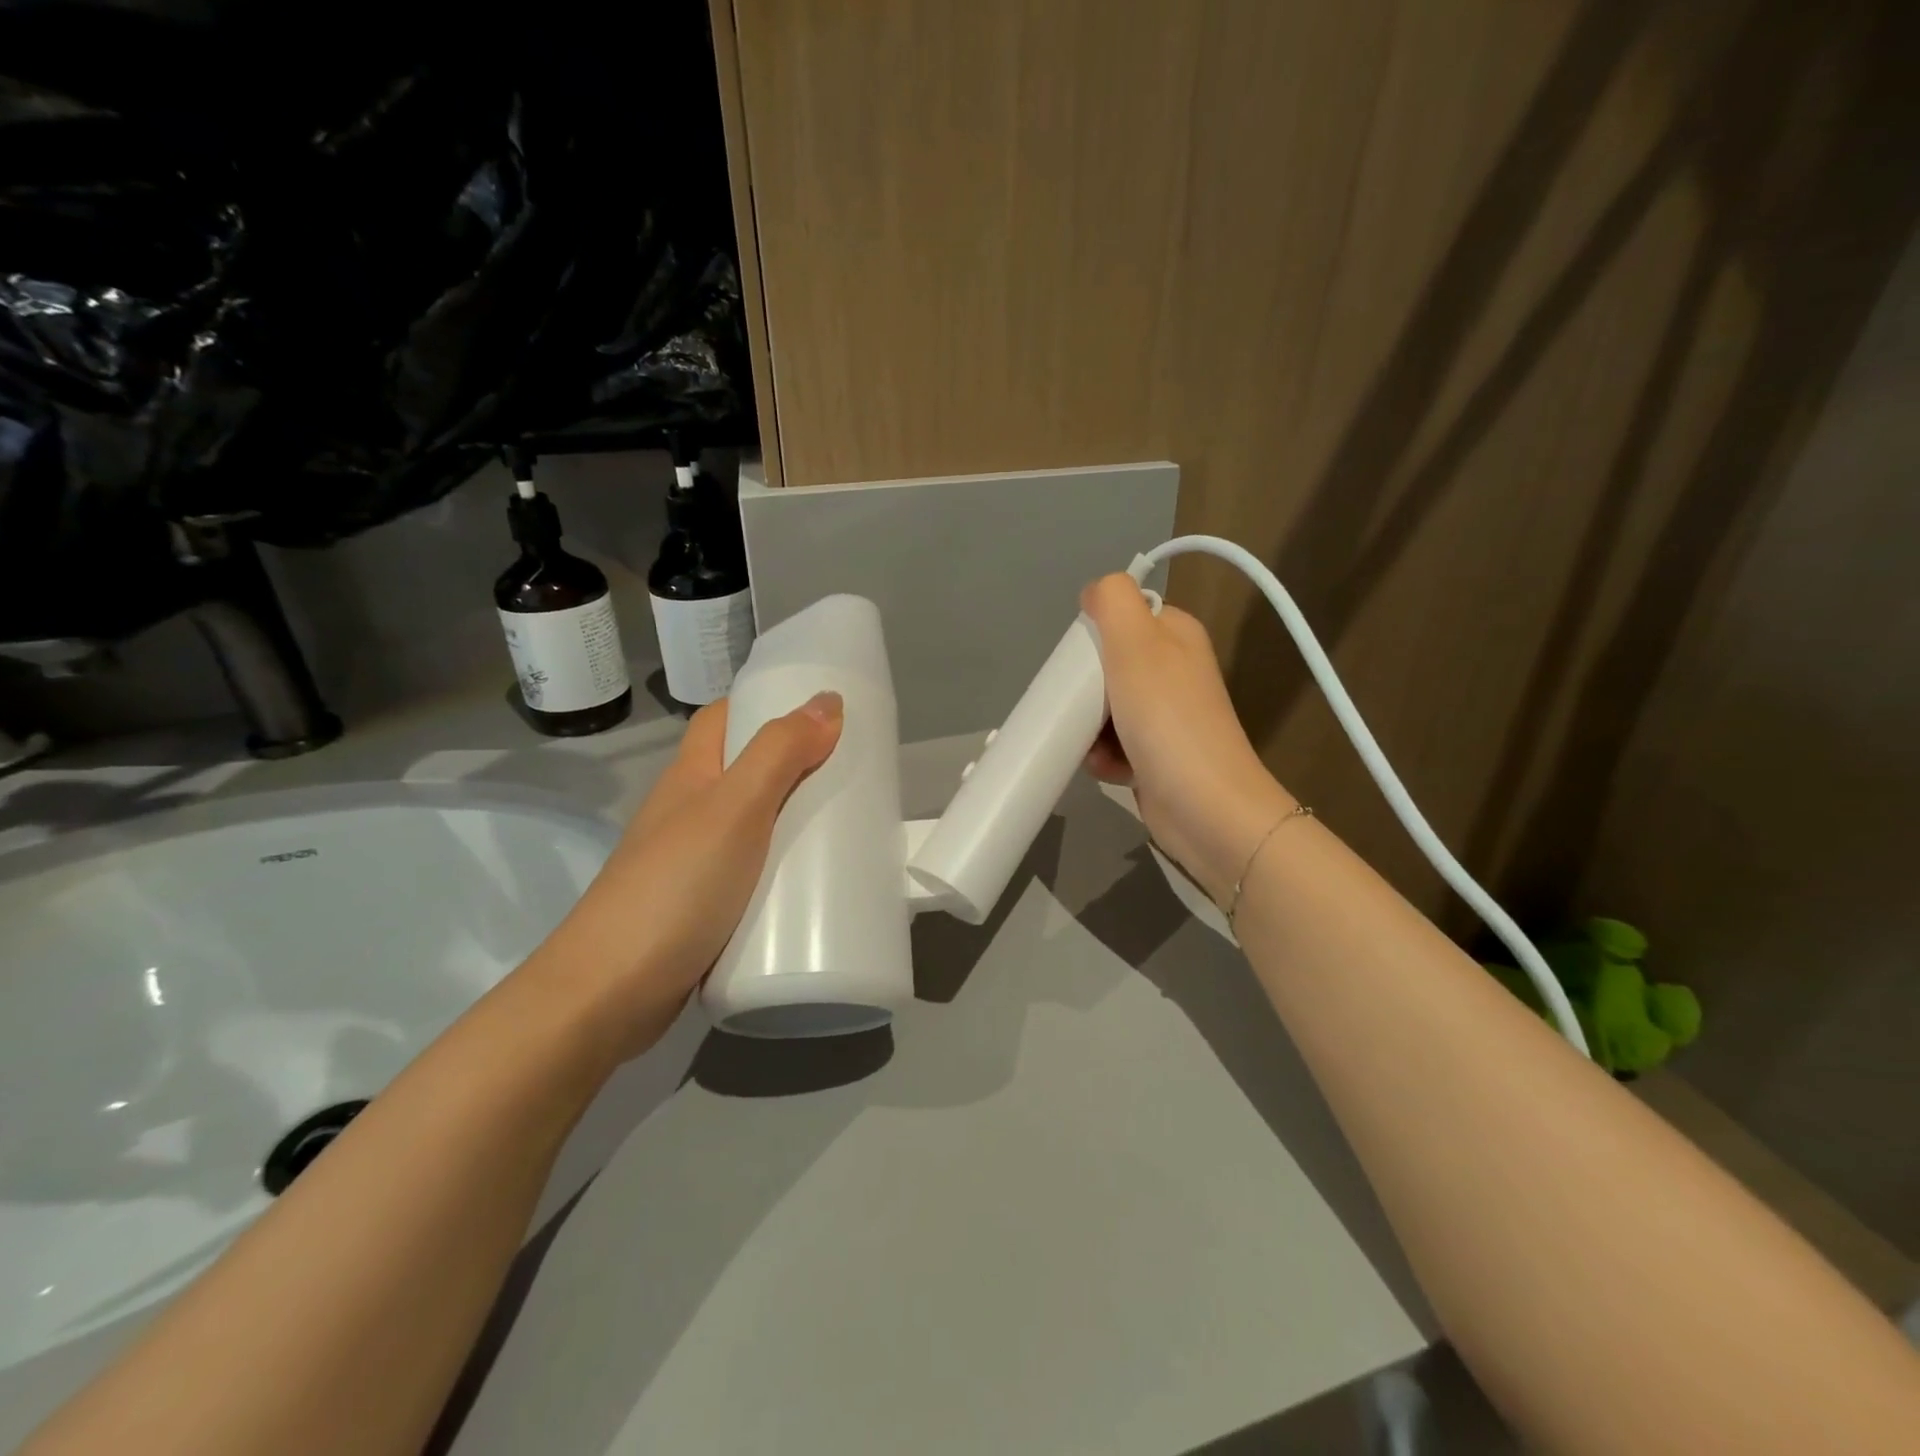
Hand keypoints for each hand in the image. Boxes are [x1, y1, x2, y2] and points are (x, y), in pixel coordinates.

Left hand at [523, 691, 843, 1062]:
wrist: (608, 995)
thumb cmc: (674, 888)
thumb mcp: (735, 810)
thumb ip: (779, 754)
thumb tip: (828, 700)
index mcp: (690, 776)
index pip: (724, 718)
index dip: (765, 704)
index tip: (821, 710)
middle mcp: (688, 812)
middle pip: (745, 772)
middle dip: (795, 766)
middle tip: (852, 772)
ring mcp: (693, 863)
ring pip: (752, 825)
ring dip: (793, 820)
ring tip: (846, 825)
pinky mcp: (703, 908)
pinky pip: (752, 873)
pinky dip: (782, 870)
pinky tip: (813, 886)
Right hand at [1080, 575, 1294, 903]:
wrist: (1206, 809)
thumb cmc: (1168, 721)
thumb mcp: (1137, 645)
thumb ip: (1114, 602)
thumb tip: (1095, 590)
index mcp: (1176, 635)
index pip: (1120, 618)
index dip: (1093, 639)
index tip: (1079, 665)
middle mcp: (1173, 671)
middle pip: (1106, 667)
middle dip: (1085, 692)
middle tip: (1081, 709)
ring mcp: (1166, 716)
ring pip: (1104, 709)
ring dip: (1088, 728)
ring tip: (1094, 747)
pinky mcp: (1157, 756)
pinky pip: (1114, 745)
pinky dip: (1103, 757)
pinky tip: (1107, 769)